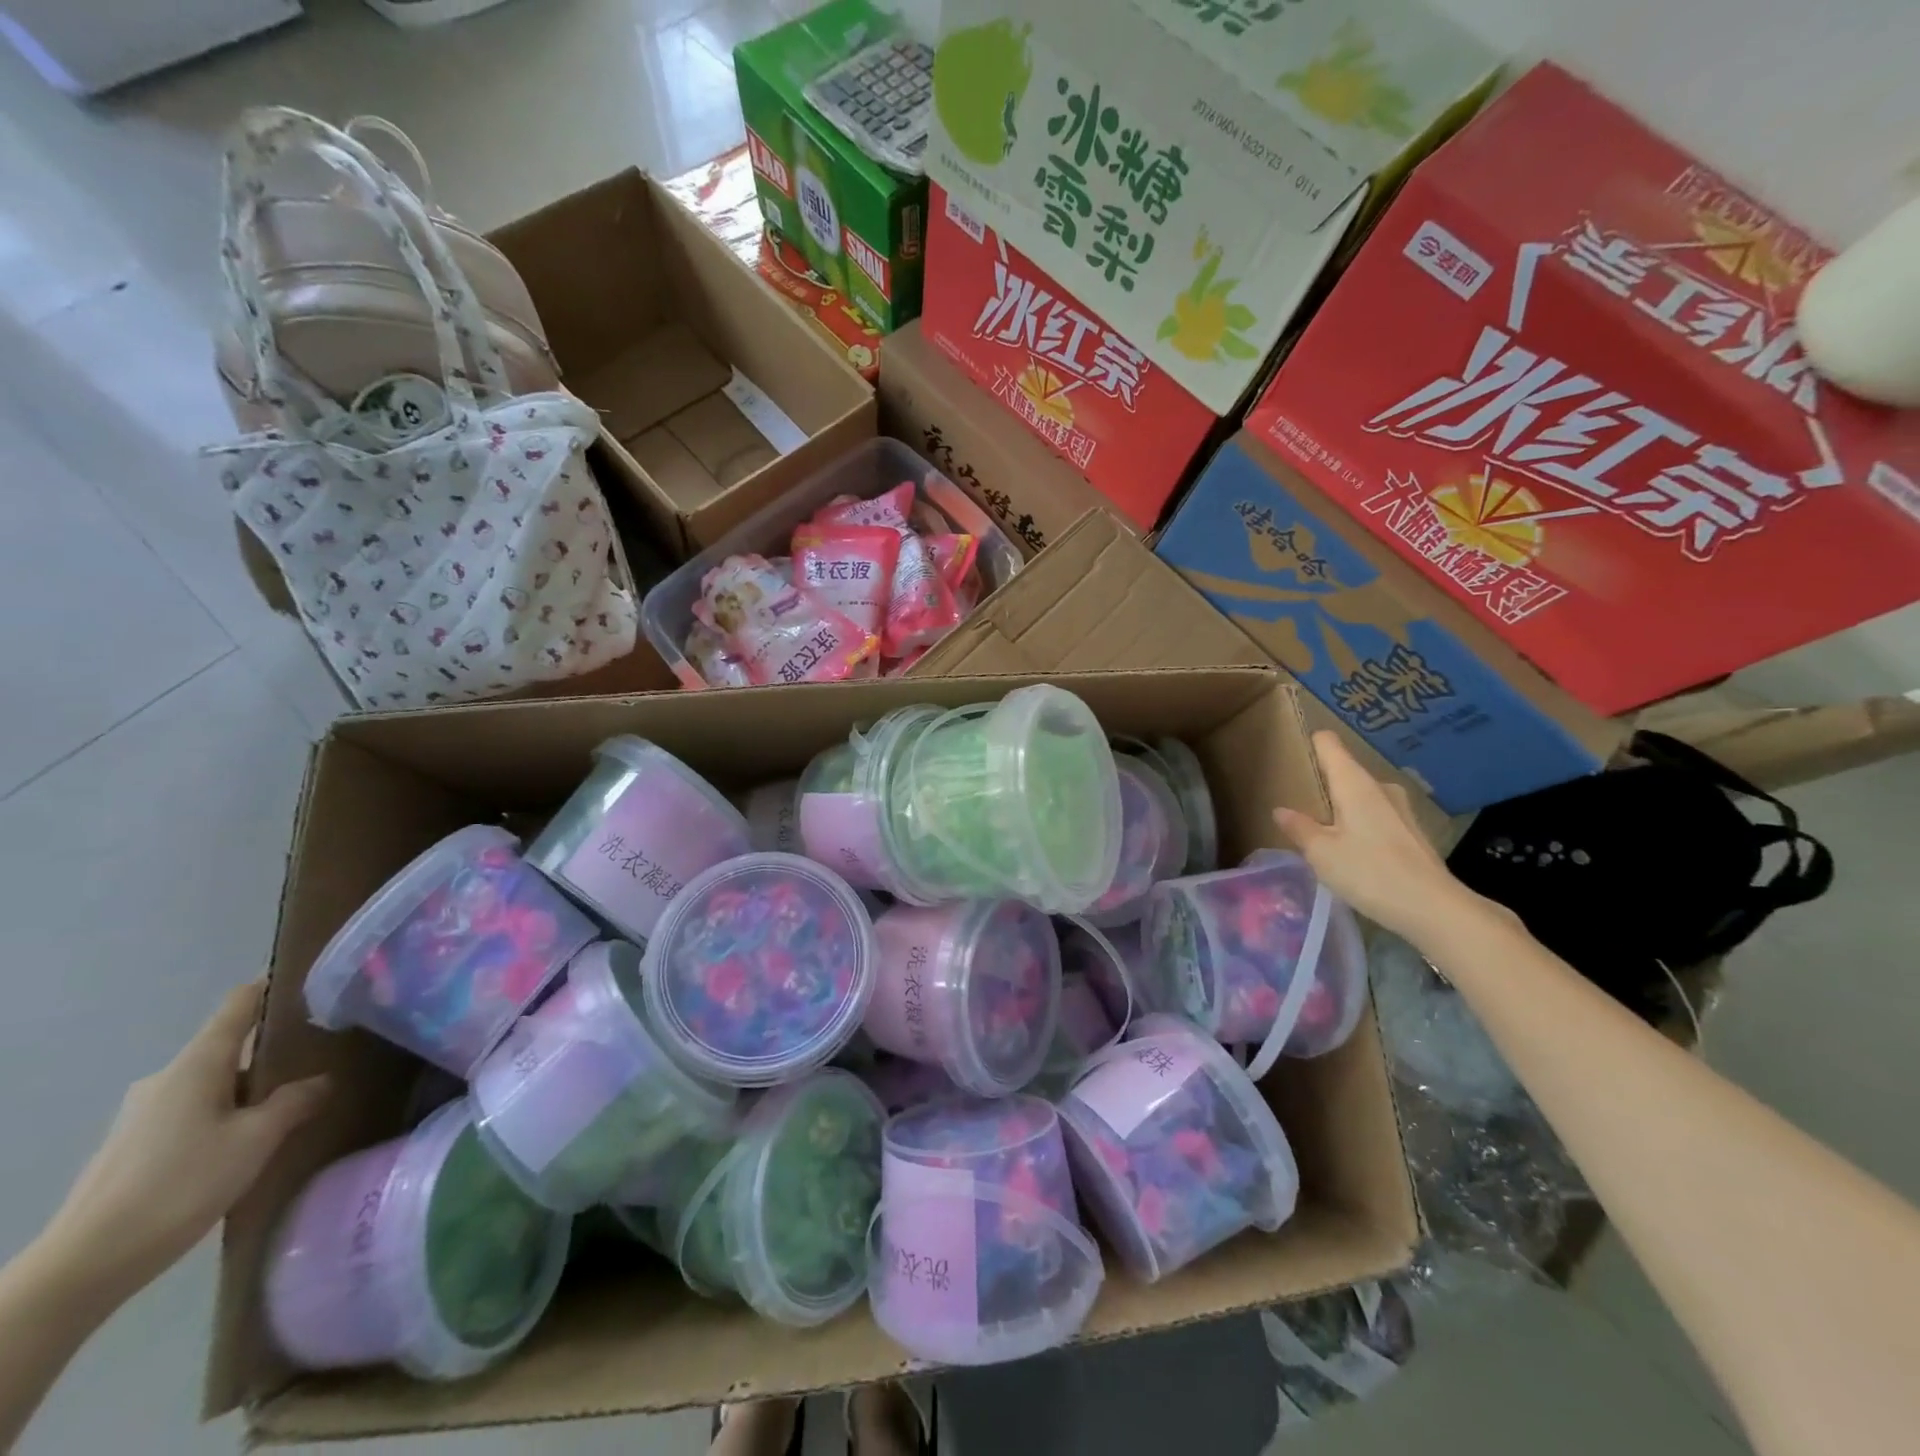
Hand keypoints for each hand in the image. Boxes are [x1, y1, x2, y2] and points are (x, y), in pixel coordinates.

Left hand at [42, 983, 327, 1302]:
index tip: (309, 983)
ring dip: (249, 1088)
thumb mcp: (257, 1139)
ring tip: (292, 1103)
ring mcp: (143, 1114)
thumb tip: (322, 1079)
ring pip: (212, 1084)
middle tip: (319, 1056)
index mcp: (196, 1065)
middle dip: (272, 1050)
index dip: (272, 988)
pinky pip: (193, 1112)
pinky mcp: (134, 1146)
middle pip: (228, 1048)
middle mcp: (167, 1079)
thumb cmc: (181, 1184)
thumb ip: (295, 1101)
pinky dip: (225, 1114)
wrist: (85, 1265)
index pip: (238, 1006)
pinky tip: (247, 1141)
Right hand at [1273, 731, 1485, 945]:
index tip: (1291, 754)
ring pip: (1361, 796)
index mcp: (1354, 783)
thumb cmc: (1370, 873)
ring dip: (1342, 808)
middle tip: (1299, 805)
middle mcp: (1380, 787)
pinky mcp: (1412, 831)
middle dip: (1322, 784)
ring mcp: (1400, 808)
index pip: (1329, 744)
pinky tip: (1353, 851)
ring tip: (1322, 832)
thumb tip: (1281, 810)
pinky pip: (1376, 815)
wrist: (1434, 908)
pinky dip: (1360, 824)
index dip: (1309, 744)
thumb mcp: (1321, 853)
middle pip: (1344, 771)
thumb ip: (1299, 828)